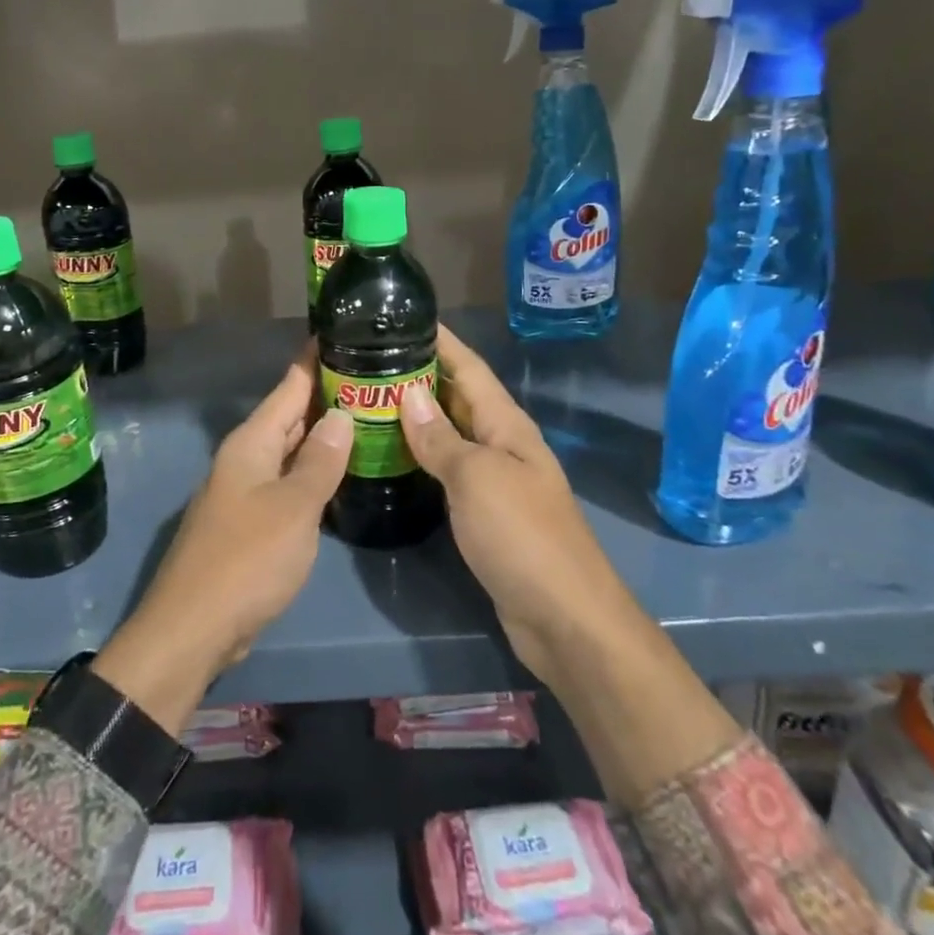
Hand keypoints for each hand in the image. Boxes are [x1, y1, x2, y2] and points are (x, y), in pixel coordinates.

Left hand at [93, 346, 352, 734]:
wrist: (193, 628)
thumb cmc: (246, 560)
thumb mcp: (293, 507)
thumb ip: (320, 461)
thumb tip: (341, 414)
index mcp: (252, 443)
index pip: (289, 386)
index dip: (315, 359)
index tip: (345, 332)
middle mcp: (246, 458)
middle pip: (290, 415)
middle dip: (327, 396)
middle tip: (374, 376)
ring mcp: (246, 490)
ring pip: (291, 449)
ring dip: (323, 434)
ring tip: (367, 416)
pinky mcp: (251, 521)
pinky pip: (288, 481)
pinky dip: (314, 470)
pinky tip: (340, 472)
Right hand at [397, 326, 620, 694]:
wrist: (564, 618)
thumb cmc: (522, 536)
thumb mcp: (477, 479)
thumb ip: (441, 438)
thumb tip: (409, 394)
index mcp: (506, 425)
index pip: (469, 368)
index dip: (441, 341)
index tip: (403, 316)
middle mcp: (502, 444)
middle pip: (458, 397)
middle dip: (420, 373)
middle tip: (369, 358)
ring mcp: (494, 479)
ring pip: (450, 433)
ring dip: (416, 415)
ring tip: (370, 397)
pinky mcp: (484, 512)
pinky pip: (448, 468)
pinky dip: (422, 454)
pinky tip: (393, 453)